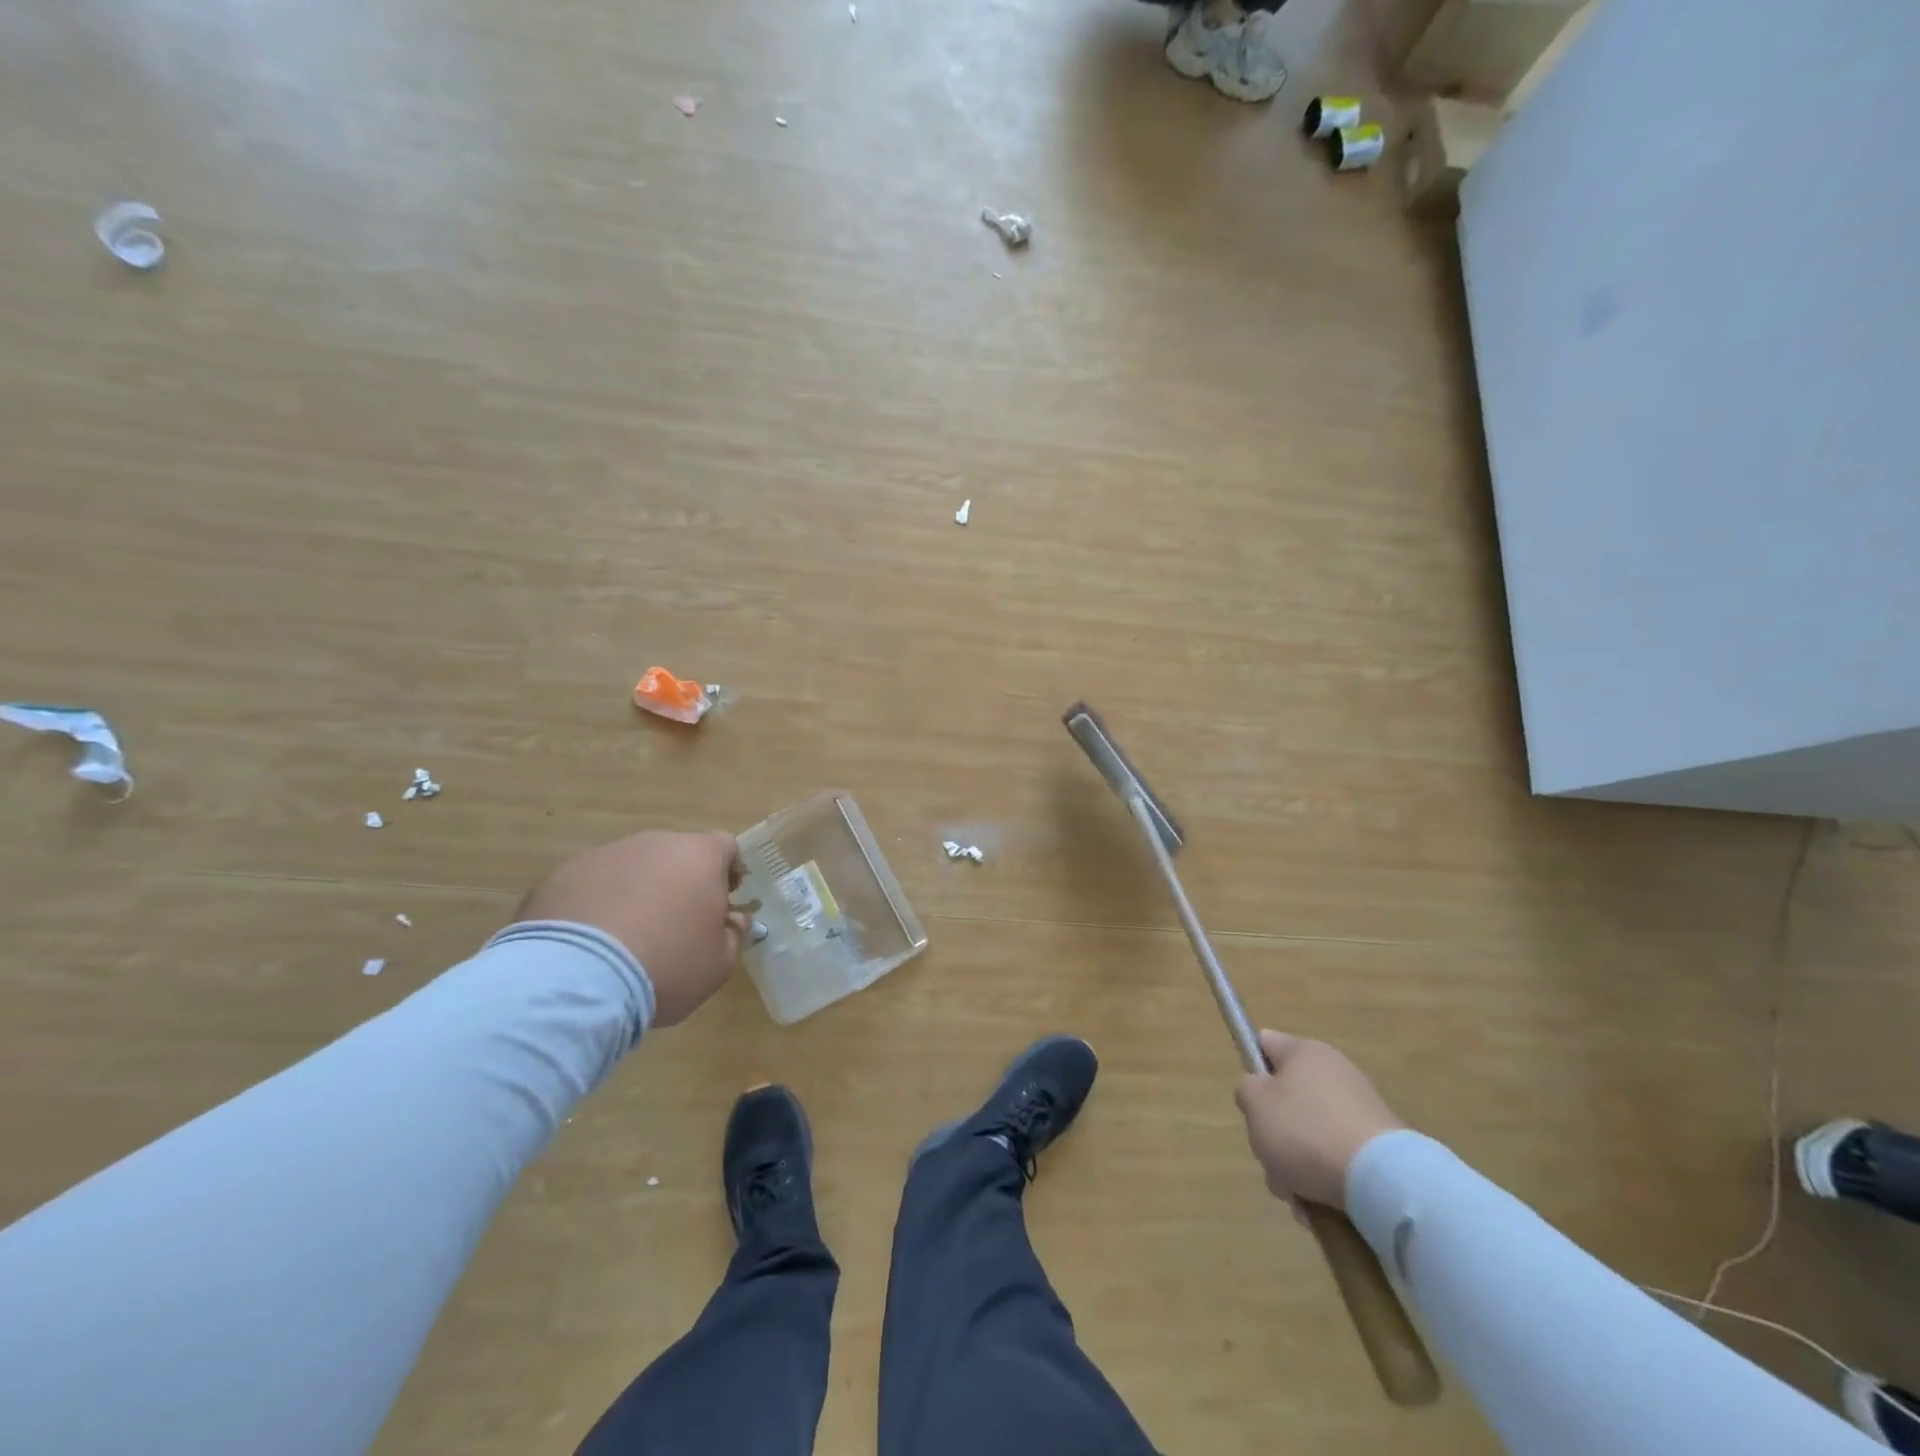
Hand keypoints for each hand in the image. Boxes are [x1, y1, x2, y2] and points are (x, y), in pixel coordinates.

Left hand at [517, 831, 747, 1027]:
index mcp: (699, 856)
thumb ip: (731, 935)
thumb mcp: (717, 964)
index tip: (723, 901)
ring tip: (624, 939)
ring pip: (631, 869)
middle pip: (675, 855)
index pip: (725, 847)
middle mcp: (654, 844)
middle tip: (674, 925)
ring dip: (635, 893)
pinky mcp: (560, 876)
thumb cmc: (665, 967)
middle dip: (679, 883)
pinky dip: (595, 906)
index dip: (728, 872)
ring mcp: (604, 856)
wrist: (575, 981)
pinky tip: (588, 945)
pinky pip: (590, 886)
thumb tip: (730, 921)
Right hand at [1234, 1029, 1404, 1208]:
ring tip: (1296, 1194)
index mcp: (1304, 1052)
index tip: (1250, 1102)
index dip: (1252, 1068)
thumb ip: (1246, 1089)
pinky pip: (1336, 1158)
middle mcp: (1335, 1072)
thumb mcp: (1255, 1104)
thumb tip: (1259, 1090)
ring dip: (1295, 1164)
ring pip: (1309, 1134)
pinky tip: (1319, 1205)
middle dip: (1274, 1133)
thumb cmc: (1306, 1132)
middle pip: (1287, 1098)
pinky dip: (1324, 1179)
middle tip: (1270, 1158)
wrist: (1383, 1182)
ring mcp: (1361, 1110)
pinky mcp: (1379, 1147)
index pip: (1265, 1043)